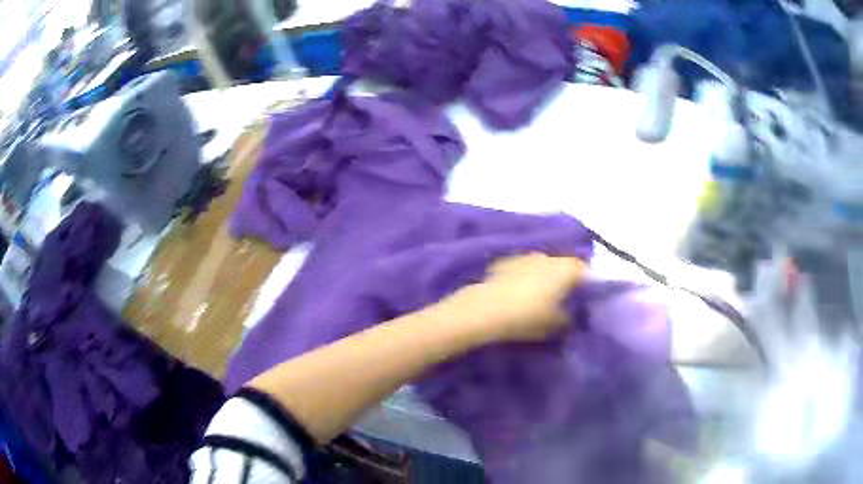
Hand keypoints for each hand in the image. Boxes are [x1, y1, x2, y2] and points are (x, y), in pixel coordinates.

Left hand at [438, 253, 586, 343]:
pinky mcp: (505, 262)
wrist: (485, 310)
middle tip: (564, 297)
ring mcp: (525, 256)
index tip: (585, 297)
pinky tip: (518, 292)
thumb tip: (571, 314)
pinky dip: (524, 277)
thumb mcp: (555, 325)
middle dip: (565, 278)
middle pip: (563, 265)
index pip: (584, 270)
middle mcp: (547, 256)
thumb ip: (569, 318)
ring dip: (544, 276)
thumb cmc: (527, 317)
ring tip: (540, 295)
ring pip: (542, 265)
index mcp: (565, 268)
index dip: (586, 283)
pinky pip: (522, 268)